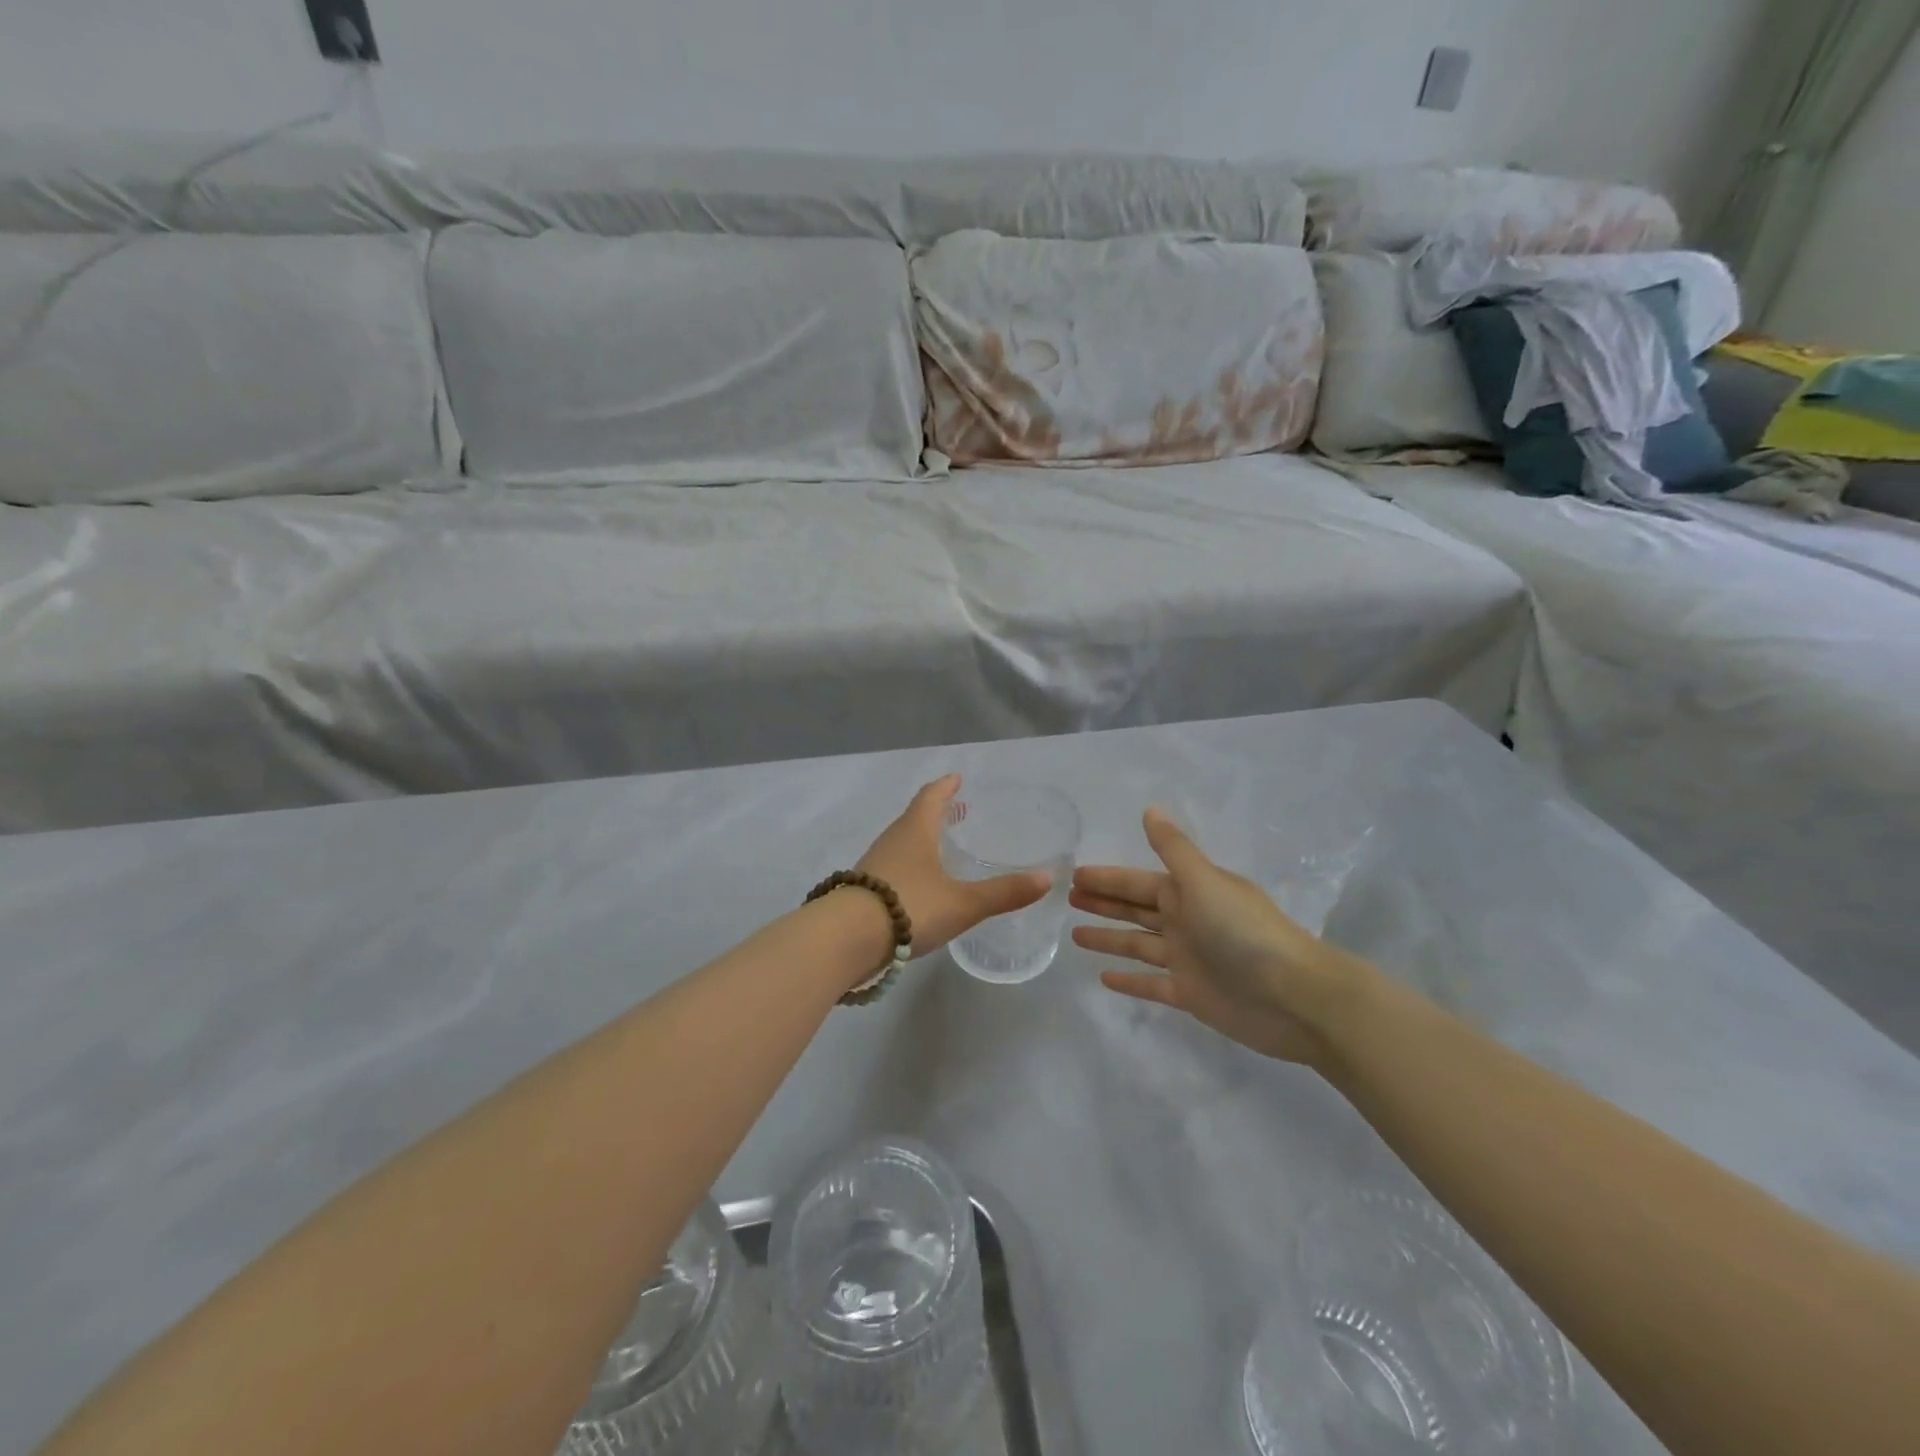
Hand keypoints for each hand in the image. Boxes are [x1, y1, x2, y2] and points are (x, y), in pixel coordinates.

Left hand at [858, 776, 1051, 957]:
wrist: (845, 940)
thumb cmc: (909, 907)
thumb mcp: (963, 903)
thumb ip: (1005, 892)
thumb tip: (1048, 878)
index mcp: (915, 831)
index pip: (930, 797)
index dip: (945, 786)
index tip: (956, 778)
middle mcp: (892, 840)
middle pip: (914, 818)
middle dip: (935, 813)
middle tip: (956, 812)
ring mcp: (873, 865)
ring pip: (901, 843)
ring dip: (920, 839)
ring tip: (939, 848)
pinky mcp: (861, 890)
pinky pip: (890, 867)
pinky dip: (908, 865)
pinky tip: (917, 885)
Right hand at [1069, 808, 1375, 1068]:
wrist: (1296, 997)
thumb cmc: (1244, 931)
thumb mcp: (1204, 881)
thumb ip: (1173, 849)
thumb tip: (1150, 809)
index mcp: (1188, 892)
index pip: (1137, 882)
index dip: (1106, 878)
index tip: (1074, 875)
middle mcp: (1186, 921)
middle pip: (1135, 909)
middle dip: (1103, 902)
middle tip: (1066, 898)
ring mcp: (1187, 958)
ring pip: (1138, 944)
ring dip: (1109, 938)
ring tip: (1074, 935)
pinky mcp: (1191, 993)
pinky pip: (1152, 984)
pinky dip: (1130, 981)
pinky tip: (1103, 979)